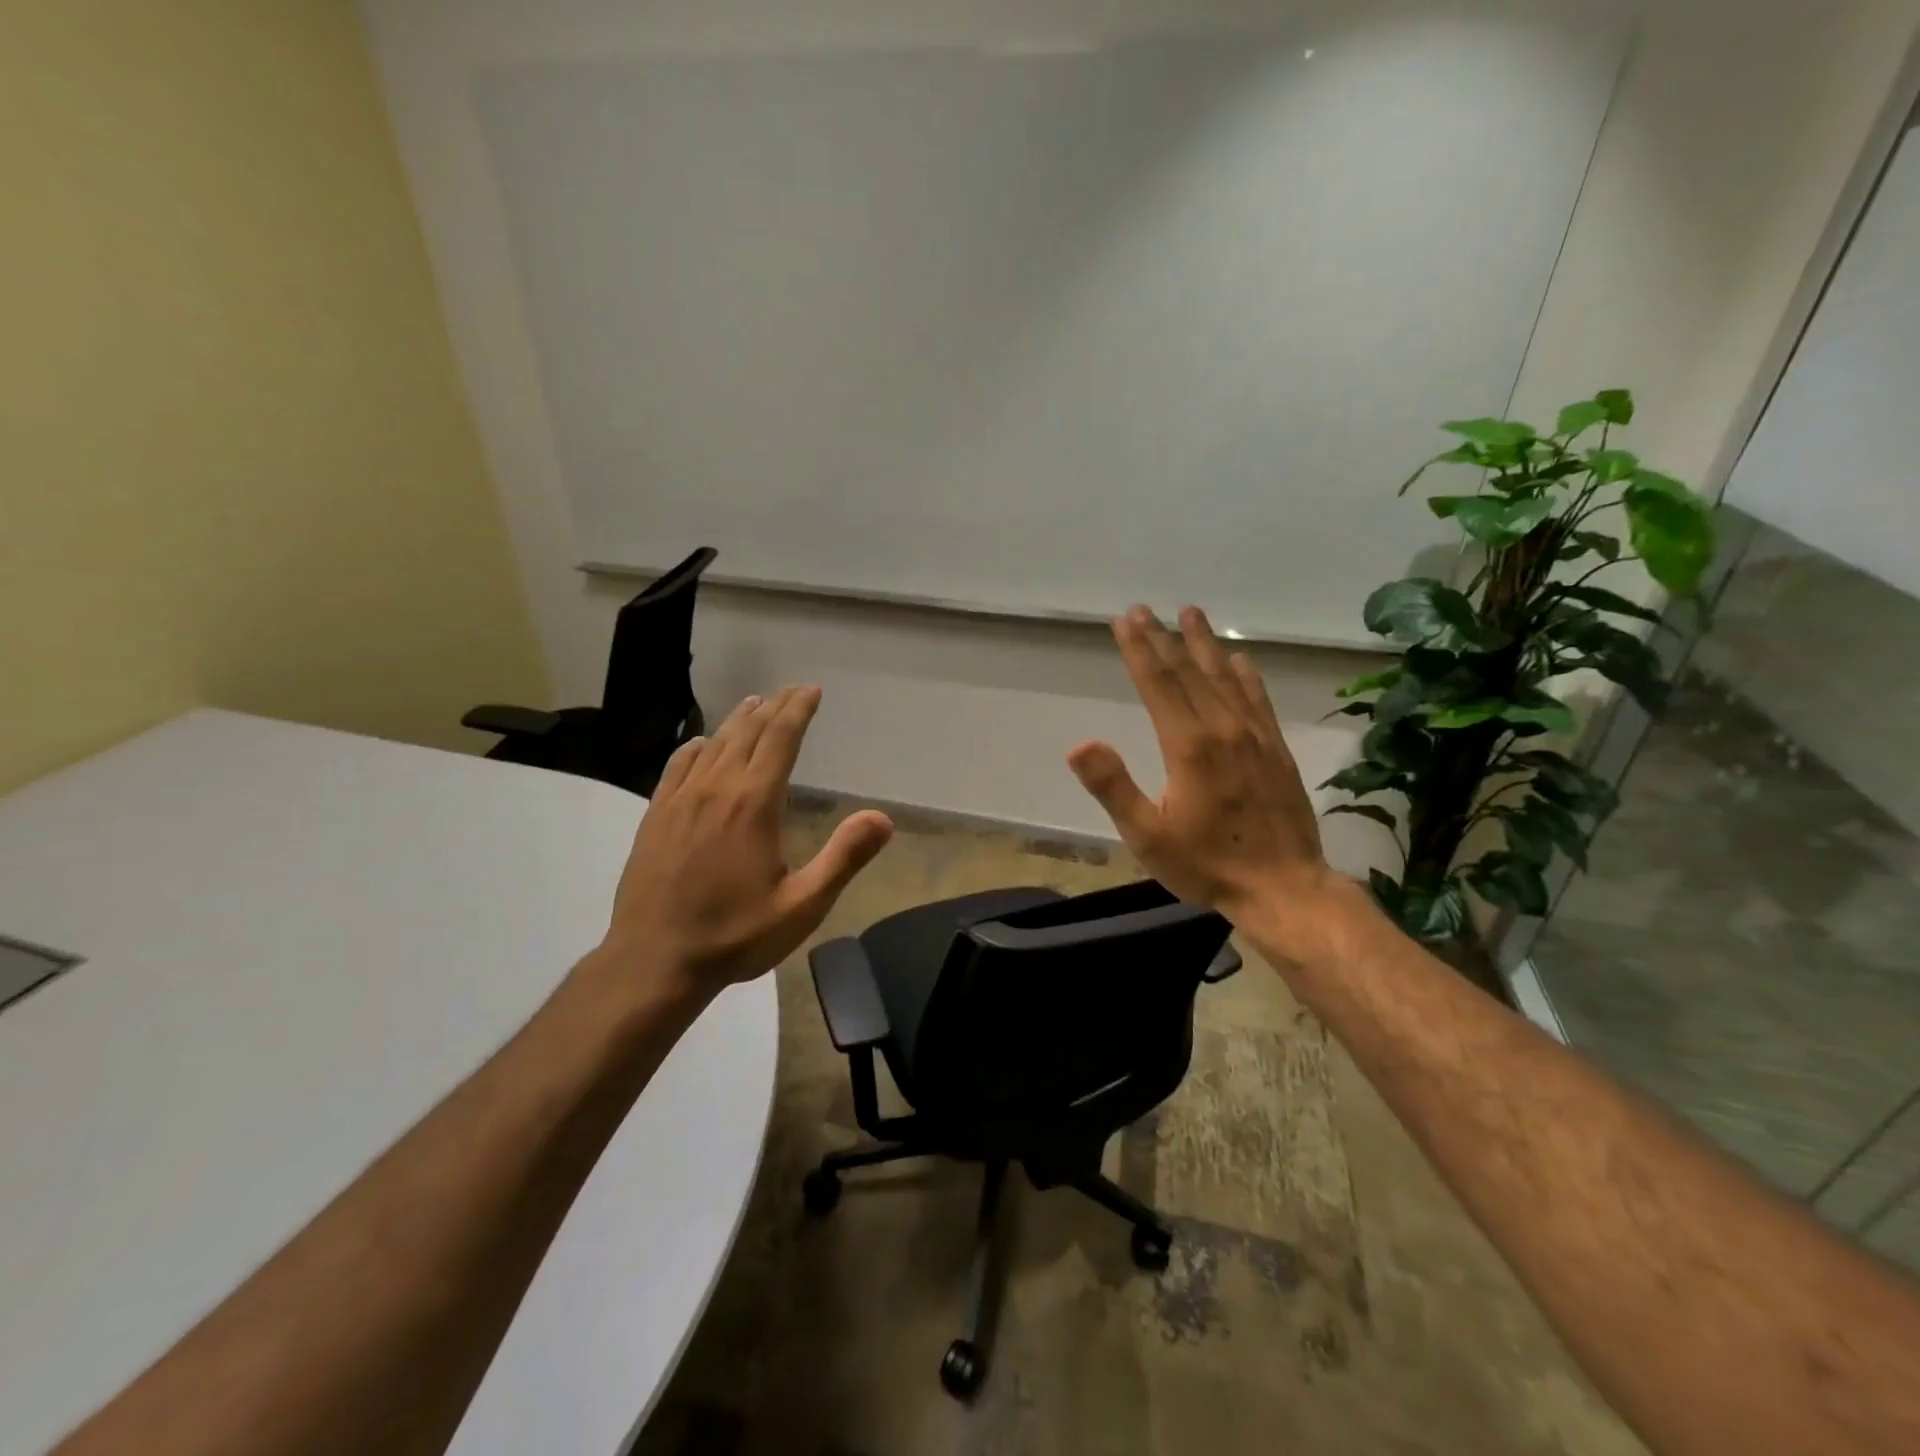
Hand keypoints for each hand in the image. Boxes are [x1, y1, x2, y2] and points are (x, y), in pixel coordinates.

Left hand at [602, 685, 893, 996]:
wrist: (654, 962)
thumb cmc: (735, 935)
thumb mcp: (803, 906)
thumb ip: (843, 858)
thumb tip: (883, 818)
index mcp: (753, 804)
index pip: (780, 739)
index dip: (798, 710)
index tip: (811, 690)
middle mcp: (716, 790)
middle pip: (748, 733)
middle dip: (773, 707)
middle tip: (790, 691)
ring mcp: (680, 801)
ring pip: (713, 745)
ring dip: (737, 721)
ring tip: (754, 705)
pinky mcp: (655, 817)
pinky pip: (677, 766)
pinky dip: (696, 747)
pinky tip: (701, 744)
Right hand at [1068, 605, 1334, 927]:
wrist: (1283, 888)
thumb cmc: (1206, 864)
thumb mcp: (1147, 835)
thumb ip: (1113, 787)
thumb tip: (1079, 745)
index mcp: (1189, 746)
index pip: (1159, 685)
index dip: (1140, 650)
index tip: (1126, 620)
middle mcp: (1223, 729)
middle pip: (1189, 673)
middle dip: (1164, 638)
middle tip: (1145, 609)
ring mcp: (1255, 737)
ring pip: (1225, 678)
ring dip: (1205, 644)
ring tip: (1192, 613)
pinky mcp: (1275, 749)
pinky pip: (1257, 699)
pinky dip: (1245, 675)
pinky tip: (1240, 659)